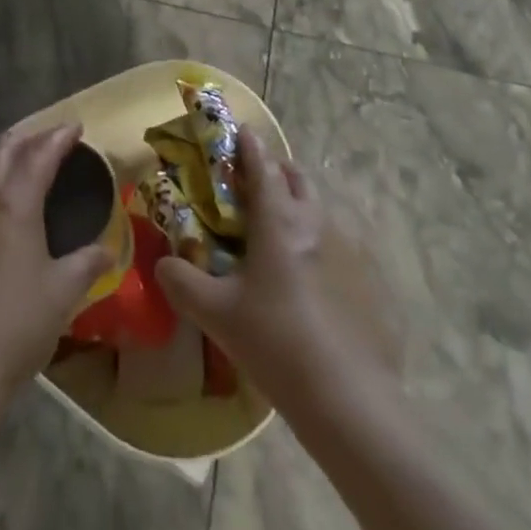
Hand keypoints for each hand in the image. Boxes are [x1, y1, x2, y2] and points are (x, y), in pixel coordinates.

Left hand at [0, 123, 110, 394]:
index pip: (39, 155)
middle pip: (4, 150)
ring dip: (9, 156)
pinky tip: (8, 201)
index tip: (77, 127)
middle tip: (53, 139)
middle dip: (29, 137)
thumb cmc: (17, 321)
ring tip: (31, 162)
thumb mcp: (63, 291)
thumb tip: (108, 250)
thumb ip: (86, 263)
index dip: (59, 138)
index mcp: (14, 203)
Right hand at [154, 129, 395, 407]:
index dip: (249, 145)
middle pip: (296, 178)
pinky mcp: (368, 278)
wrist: (348, 398)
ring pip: (320, 208)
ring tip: (281, 229)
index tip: (241, 130)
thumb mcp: (217, 315)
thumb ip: (183, 283)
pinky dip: (321, 242)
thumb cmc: (276, 342)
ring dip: (299, 205)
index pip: (262, 165)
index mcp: (278, 218)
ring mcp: (348, 248)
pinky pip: (340, 243)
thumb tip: (161, 265)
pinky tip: (312, 275)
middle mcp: (315, 221)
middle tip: (256, 183)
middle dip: (276, 170)